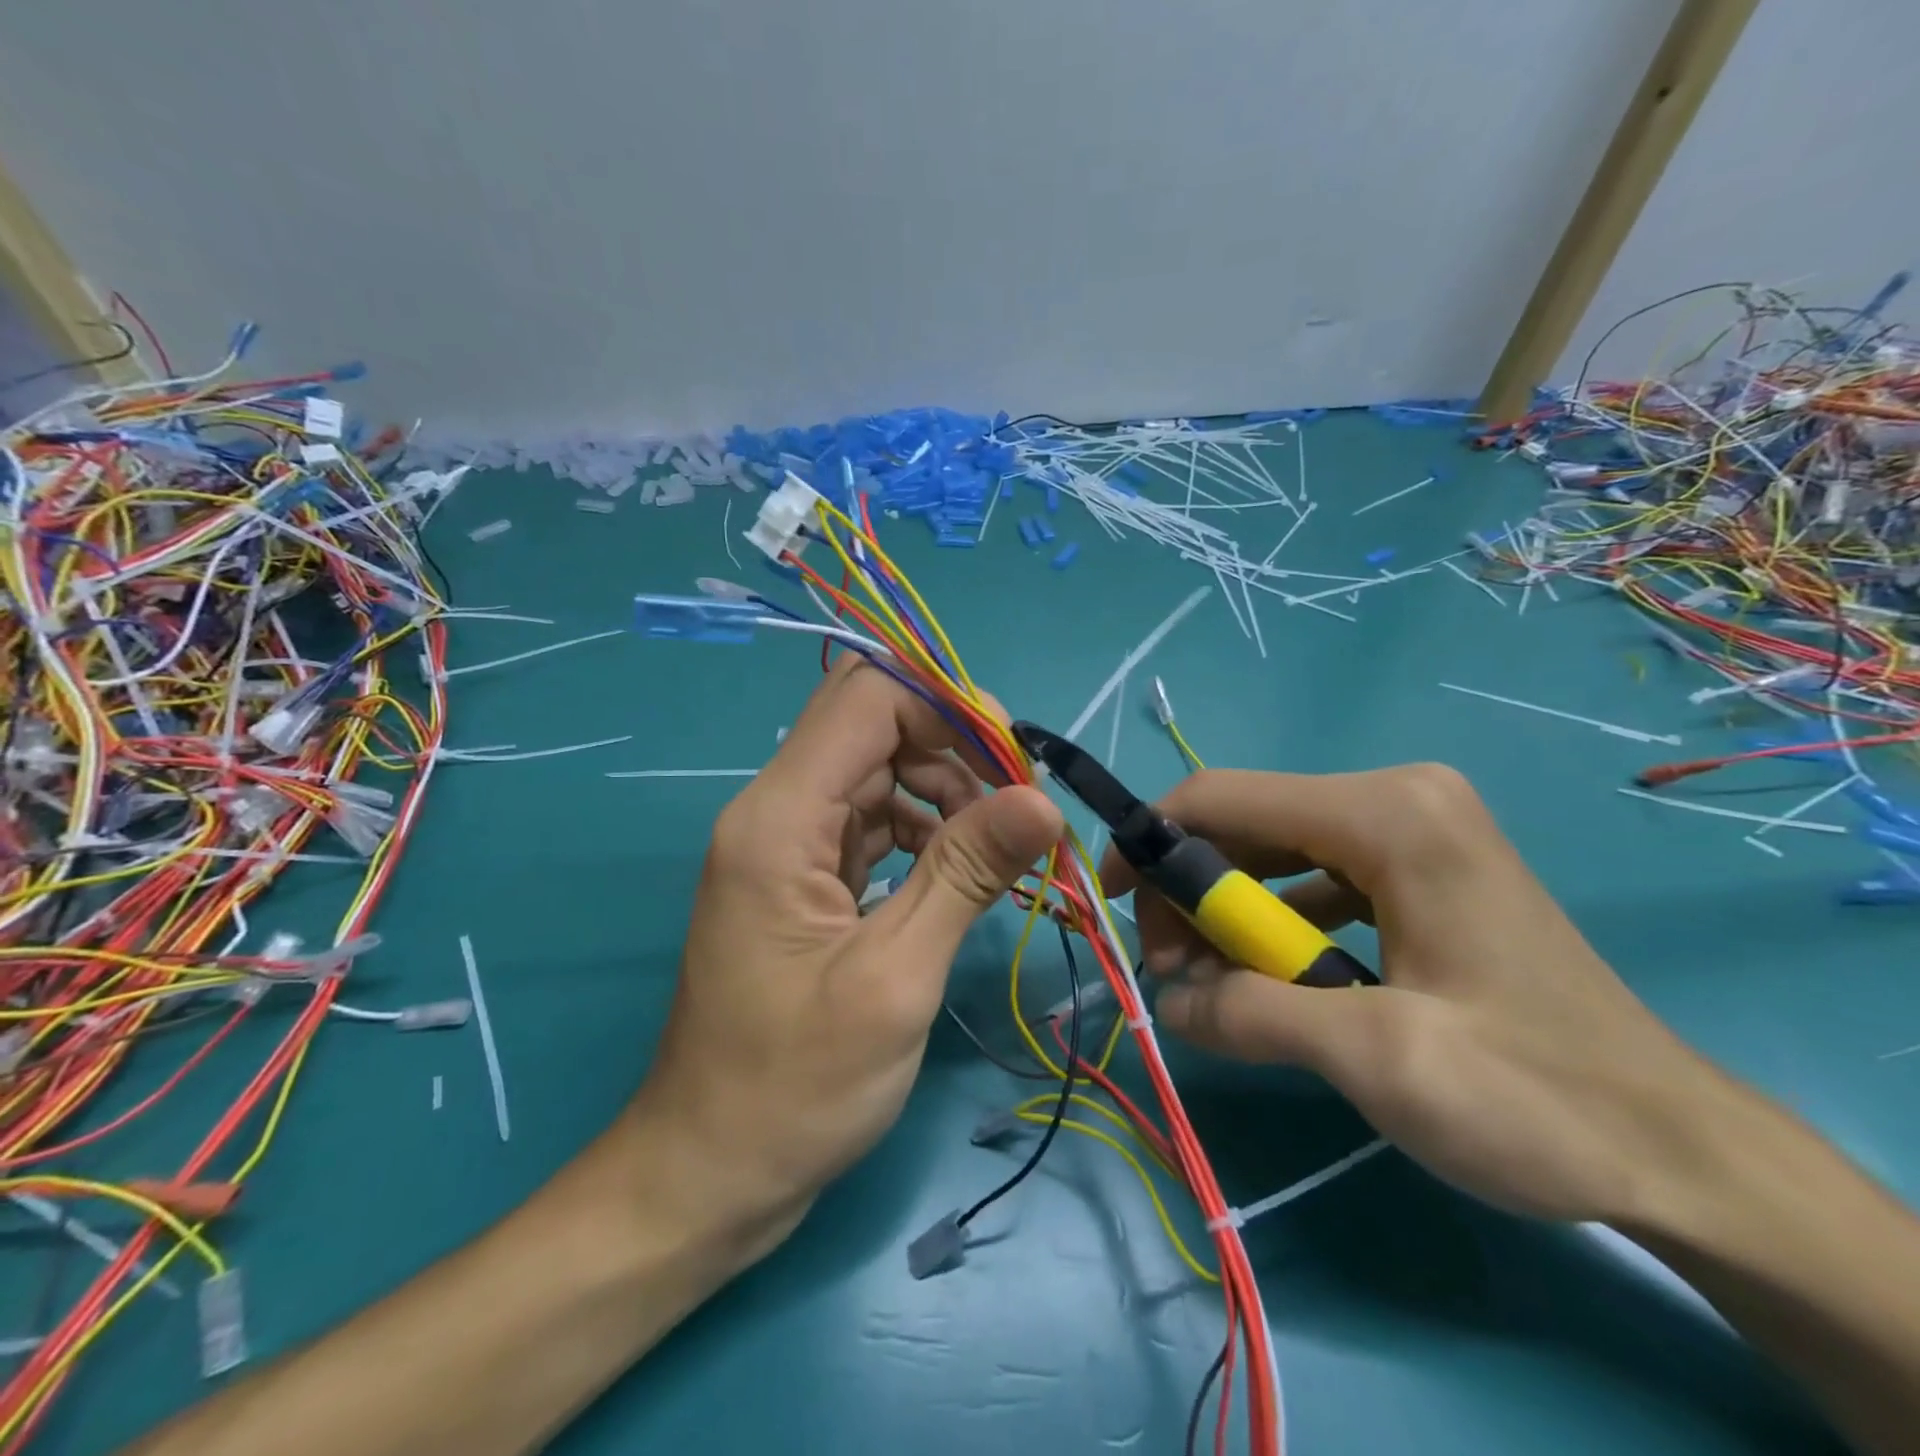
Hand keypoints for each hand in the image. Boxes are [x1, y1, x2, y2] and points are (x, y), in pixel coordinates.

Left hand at [626, 658, 1060, 1250]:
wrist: (710, 1171)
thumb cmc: (796, 1089)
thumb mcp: (895, 978)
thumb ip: (966, 874)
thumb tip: (1042, 801)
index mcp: (779, 819)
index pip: (868, 697)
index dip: (947, 708)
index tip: (1014, 762)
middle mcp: (775, 811)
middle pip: (871, 723)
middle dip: (951, 745)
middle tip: (1017, 802)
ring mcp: (786, 843)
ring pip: (876, 768)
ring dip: (942, 789)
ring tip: (995, 847)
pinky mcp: (802, 874)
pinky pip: (869, 818)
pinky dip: (921, 828)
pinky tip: (956, 872)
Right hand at [1100, 764, 1731, 1226]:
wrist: (1679, 1148)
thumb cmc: (1536, 1096)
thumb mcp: (1379, 1060)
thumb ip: (1252, 1015)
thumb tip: (1166, 1001)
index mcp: (1387, 813)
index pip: (1222, 797)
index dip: (1149, 842)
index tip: (1111, 904)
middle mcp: (1395, 796)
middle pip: (1243, 824)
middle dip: (1190, 896)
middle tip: (1173, 977)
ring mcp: (1410, 827)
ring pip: (1271, 851)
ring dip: (1226, 916)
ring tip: (1210, 988)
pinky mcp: (1416, 865)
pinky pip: (1311, 877)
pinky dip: (1271, 924)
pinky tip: (1270, 981)